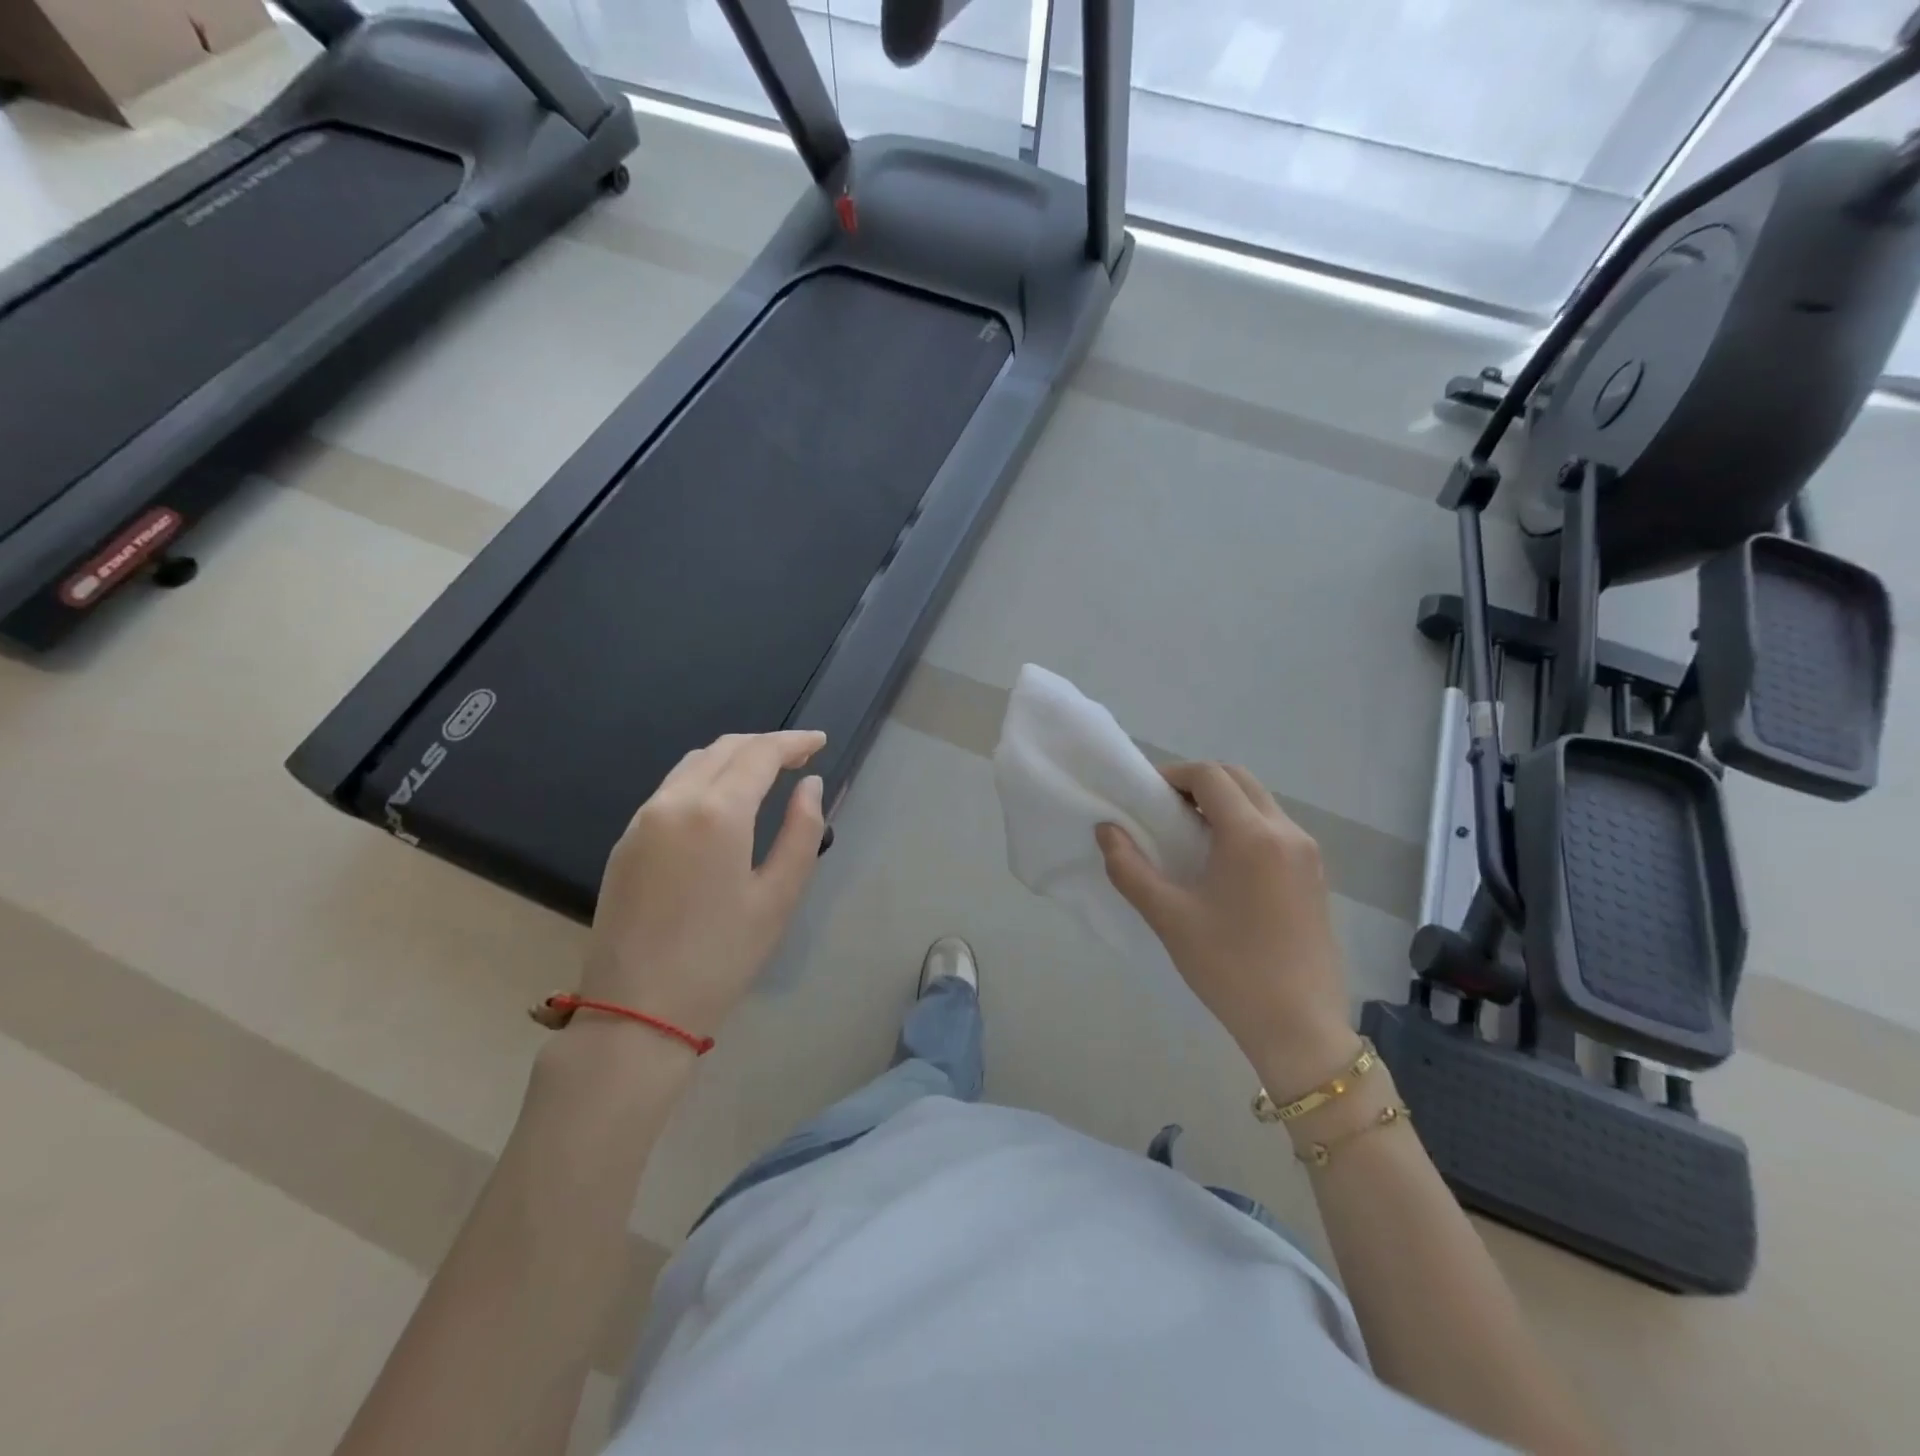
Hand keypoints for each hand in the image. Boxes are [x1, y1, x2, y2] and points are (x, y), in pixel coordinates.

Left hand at [580, 730, 828, 1045]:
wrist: (636, 1010)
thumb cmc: (722, 957)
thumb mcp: (779, 897)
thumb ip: (801, 831)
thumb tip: (809, 785)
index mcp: (717, 812)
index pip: (760, 754)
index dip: (793, 742)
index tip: (819, 741)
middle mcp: (674, 801)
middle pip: (724, 749)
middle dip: (764, 744)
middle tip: (798, 756)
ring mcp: (642, 819)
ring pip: (693, 764)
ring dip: (732, 757)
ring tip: (764, 772)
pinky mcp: (625, 841)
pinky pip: (671, 789)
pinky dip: (704, 778)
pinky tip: (722, 800)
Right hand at [1097, 762, 1356, 1094]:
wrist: (1299, 1027)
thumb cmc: (1229, 968)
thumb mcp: (1169, 917)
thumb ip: (1130, 868)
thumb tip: (1106, 830)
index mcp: (1252, 835)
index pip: (1210, 776)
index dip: (1173, 775)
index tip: (1146, 797)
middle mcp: (1287, 832)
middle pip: (1240, 779)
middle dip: (1199, 783)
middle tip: (1165, 810)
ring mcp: (1308, 854)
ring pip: (1261, 802)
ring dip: (1224, 804)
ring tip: (1189, 837)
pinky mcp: (1316, 876)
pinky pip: (1277, 829)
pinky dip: (1246, 825)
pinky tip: (1223, 864)